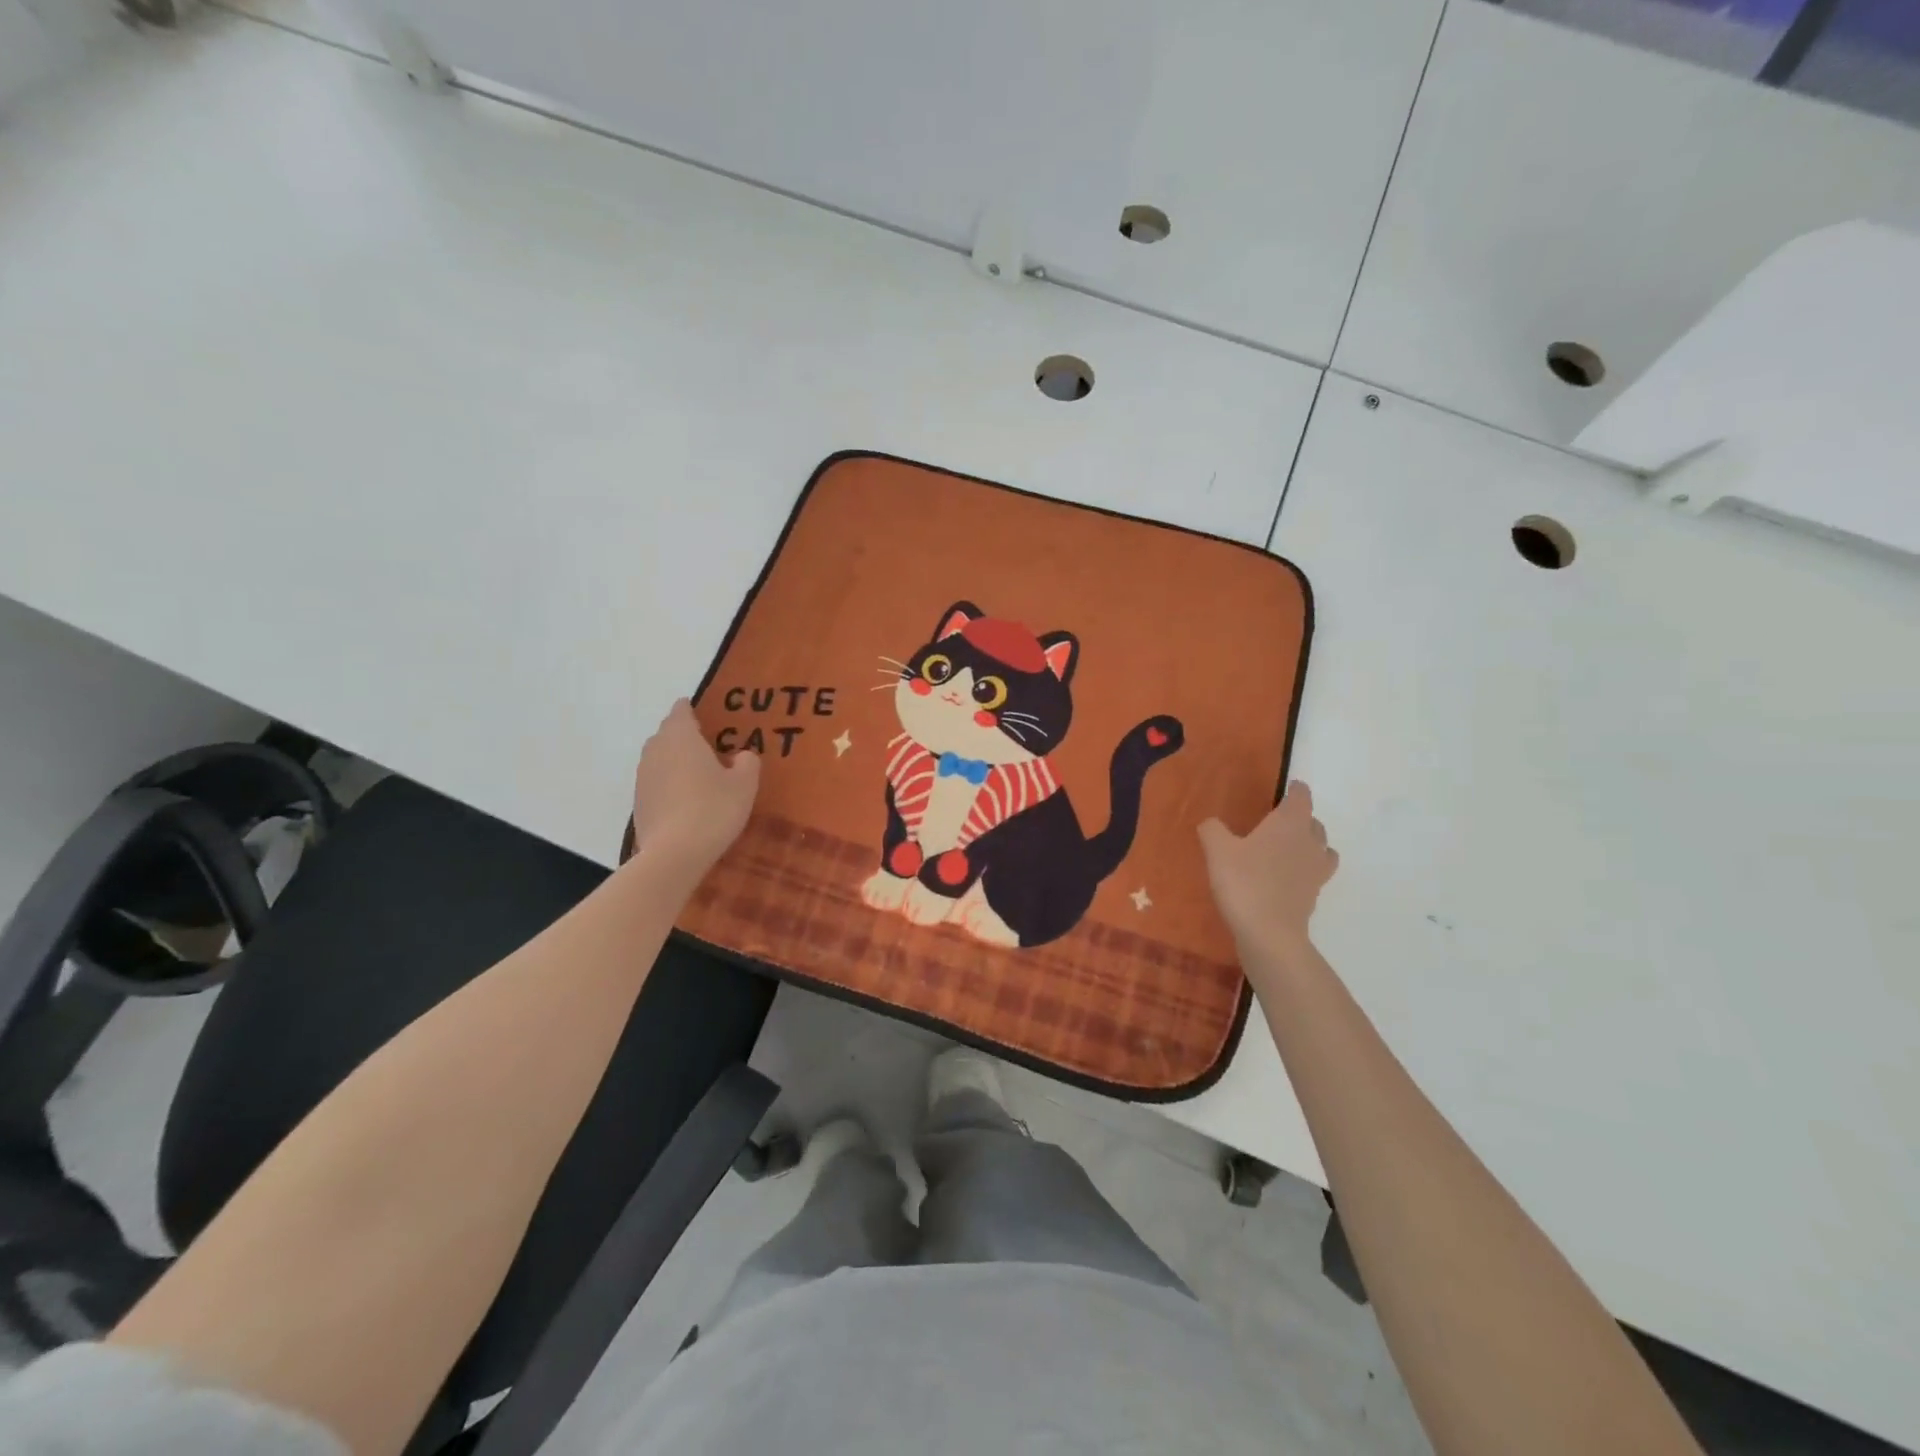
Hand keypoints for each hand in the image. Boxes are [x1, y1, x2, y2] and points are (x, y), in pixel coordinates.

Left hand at [630, 699, 760, 873]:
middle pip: (667, 733)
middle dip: (684, 735)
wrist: (674, 853)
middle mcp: (656, 750)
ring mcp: (643, 776)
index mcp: (682, 737)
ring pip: (659, 757)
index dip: (690, 709)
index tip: (702, 712)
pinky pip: (656, 781)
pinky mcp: (638, 801)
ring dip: (675, 760)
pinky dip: (669, 783)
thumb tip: (740, 755)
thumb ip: (747, 762)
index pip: (681, 711)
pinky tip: (685, 799)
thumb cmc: (713, 809)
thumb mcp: (744, 784)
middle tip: (708, 744)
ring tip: (697, 773)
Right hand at [1199, 781, 1338, 954]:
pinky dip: (1305, 871)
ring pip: (1322, 849)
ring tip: (1289, 849)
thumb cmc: (1244, 882)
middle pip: (1314, 823)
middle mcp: (1310, 843)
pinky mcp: (1313, 896)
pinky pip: (1315, 875)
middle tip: (1280, 820)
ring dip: (1310, 845)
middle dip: (1301, 818)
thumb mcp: (1217, 850)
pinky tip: (1285, 878)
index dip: (1296, 790)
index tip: (1291, 787)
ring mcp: (1316, 871)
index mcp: (1290, 824)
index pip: (1301, 797)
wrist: (1269, 934)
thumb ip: (1213, 830)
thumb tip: (1212, 823)